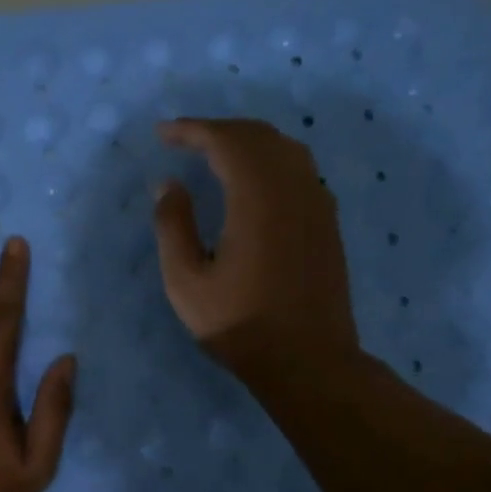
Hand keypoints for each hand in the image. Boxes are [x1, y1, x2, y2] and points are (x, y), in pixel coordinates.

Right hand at [151, 117, 360, 380]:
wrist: (309, 361)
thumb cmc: (239, 325)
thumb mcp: (186, 282)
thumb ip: (173, 226)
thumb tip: (169, 184)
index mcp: (258, 198)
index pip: (225, 141)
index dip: (192, 130)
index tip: (163, 133)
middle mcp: (294, 188)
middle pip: (258, 136)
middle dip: (218, 130)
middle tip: (184, 139)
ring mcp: (317, 203)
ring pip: (285, 148)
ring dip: (247, 141)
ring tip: (216, 153)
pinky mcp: (327, 221)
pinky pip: (300, 170)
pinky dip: (271, 160)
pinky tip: (254, 181)